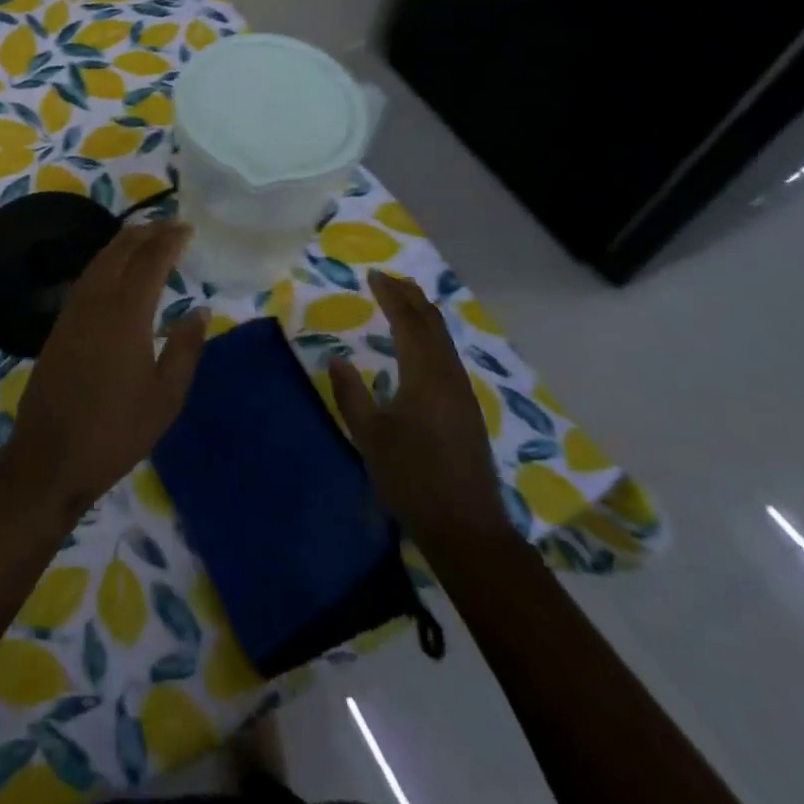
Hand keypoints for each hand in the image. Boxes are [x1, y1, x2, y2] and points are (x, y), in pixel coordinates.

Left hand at [5, 221, 207, 516]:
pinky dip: (107, 260)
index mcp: (126, 313)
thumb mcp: (165, 398)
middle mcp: (96, 301)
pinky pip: (87, 276)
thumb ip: (184, 350)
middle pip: (120, 249)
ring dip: (124, 242)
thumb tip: (199, 311)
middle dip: (146, 232)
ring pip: (100, 260)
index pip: (150, 260)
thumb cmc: (116, 430)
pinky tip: (116, 270)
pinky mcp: (60, 324)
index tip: (188, 228)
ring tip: (147, 237)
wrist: (50, 455)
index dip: (170, 240)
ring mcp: (73, 310)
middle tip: (170, 225)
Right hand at [328, 269, 510, 551]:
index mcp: (425, 375)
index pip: (407, 322)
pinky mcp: (466, 410)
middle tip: (389, 279)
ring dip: (423, 315)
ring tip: (405, 301)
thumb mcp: (370, 436)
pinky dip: (432, 337)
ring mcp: (462, 393)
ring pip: (443, 340)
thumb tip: (336, 359)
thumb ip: (351, 395)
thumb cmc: (412, 479)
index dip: (390, 296)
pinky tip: (422, 346)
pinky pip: (448, 356)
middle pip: (432, 324)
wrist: (466, 529)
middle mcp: (448, 376)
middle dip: (411, 297)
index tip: (373, 275)